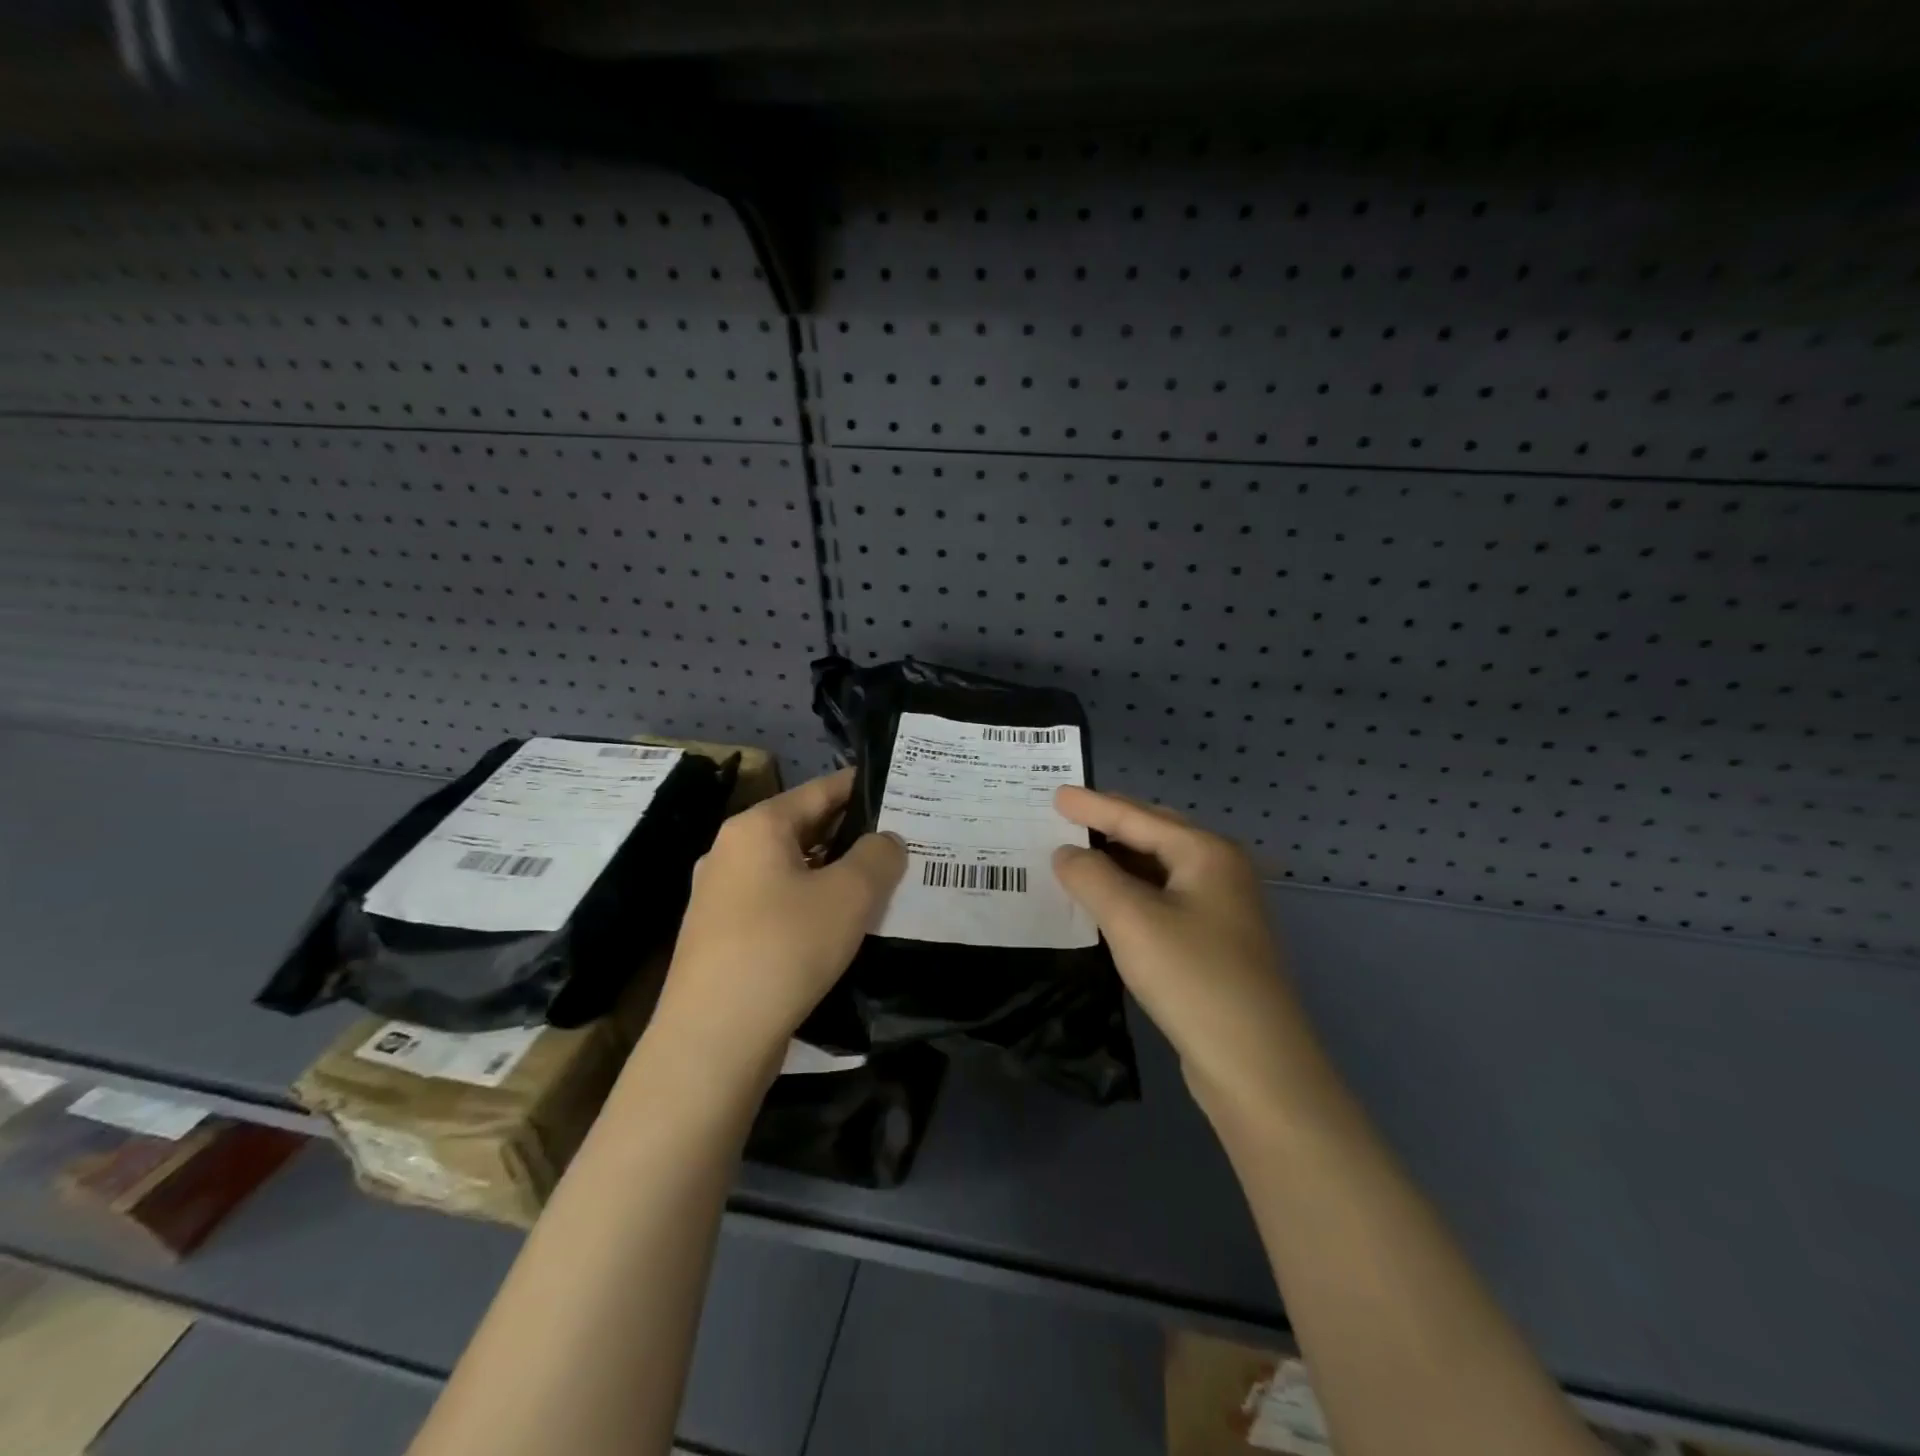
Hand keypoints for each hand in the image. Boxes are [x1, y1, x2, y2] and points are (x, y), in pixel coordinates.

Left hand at [650, 768, 904, 1087]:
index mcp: (757, 826)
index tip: (902, 793)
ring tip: (879, 886)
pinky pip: (776, 903)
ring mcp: (720, 895)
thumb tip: (886, 842)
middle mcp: (731, 851)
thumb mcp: (850, 895)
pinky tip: (839, 927)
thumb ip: (879, 856)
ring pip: (791, 869)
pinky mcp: (720, 935)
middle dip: (853, 835)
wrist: (713, 1038)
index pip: (821, 790)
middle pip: (804, 828)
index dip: (863, 788)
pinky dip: (810, 904)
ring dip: (833, 874)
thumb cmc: (785, 948)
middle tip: (901, 844)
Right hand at [1052, 787, 1315, 1118]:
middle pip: (1154, 835)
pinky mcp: (1214, 943)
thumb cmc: (1193, 978)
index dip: (1093, 805)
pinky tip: (1107, 902)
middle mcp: (1220, 871)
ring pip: (1159, 869)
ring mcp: (1222, 909)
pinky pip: (1163, 900)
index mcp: (1206, 853)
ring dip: (1119, 861)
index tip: (1056, 793)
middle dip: (1110, 824)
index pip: (1138, 817)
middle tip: (1066, 816)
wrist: (1257, 1066)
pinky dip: (1131, 893)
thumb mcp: (1131, 919)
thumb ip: (1091, 876)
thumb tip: (1066, 853)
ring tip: (1077, 854)